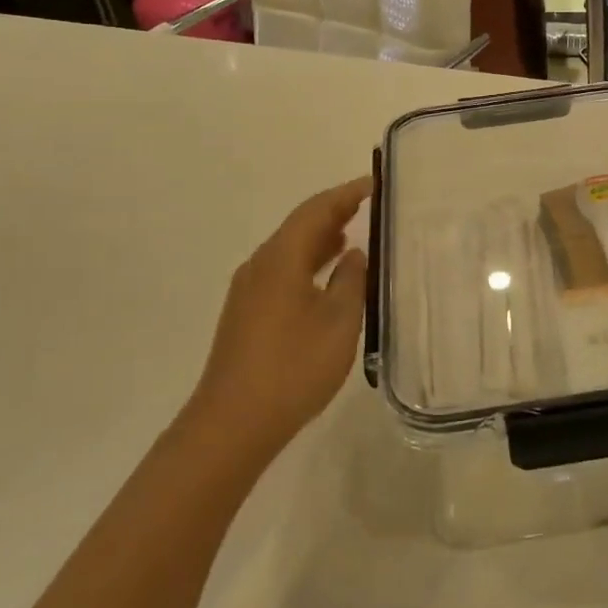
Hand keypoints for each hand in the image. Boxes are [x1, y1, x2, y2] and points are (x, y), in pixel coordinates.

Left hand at [186, 177, 372, 465]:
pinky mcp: (246, 313)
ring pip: (289, 249)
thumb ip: (351, 281)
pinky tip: (326, 278)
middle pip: (299, 225)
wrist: (232, 423)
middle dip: (334, 211)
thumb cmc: (293, 368)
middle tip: (369, 205)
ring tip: (353, 235)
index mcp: (281, 258)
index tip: (375, 183)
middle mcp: (260, 264)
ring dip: (320, 238)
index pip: (316, 210)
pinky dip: (308, 262)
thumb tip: (354, 254)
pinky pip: (282, 270)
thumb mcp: (339, 322)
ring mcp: (248, 290)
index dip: (346, 193)